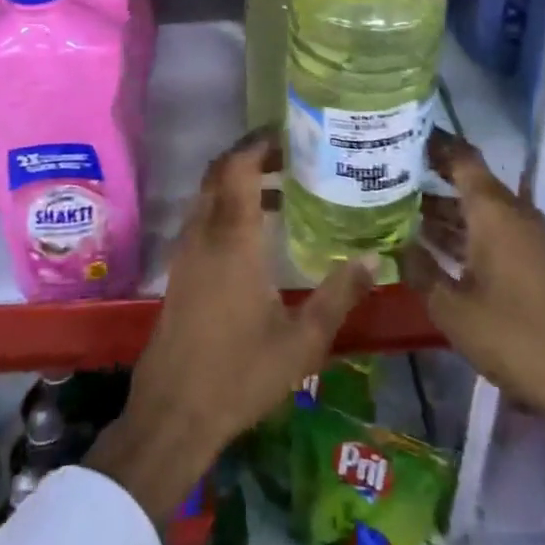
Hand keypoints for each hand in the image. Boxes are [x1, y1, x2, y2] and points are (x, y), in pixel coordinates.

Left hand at [87, 130, 373, 521]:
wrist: (173, 412)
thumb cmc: (240, 374)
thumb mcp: (302, 342)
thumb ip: (338, 296)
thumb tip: (372, 258)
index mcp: (233, 239)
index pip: (239, 167)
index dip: (260, 142)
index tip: (291, 132)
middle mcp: (205, 233)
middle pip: (220, 172)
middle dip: (252, 154)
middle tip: (294, 152)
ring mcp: (187, 250)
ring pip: (209, 194)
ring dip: (240, 180)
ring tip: (286, 185)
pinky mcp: (181, 269)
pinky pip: (203, 216)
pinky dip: (228, 204)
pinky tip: (259, 231)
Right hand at [398, 130, 544, 419]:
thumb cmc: (511, 337)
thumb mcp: (450, 307)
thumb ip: (418, 268)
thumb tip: (393, 242)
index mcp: (494, 211)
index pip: (461, 157)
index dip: (432, 141)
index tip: (400, 132)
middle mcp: (513, 212)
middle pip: (468, 179)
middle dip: (430, 173)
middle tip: (387, 170)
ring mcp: (527, 236)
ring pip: (478, 206)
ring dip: (444, 206)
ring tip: (397, 204)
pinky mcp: (533, 258)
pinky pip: (492, 227)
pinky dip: (463, 228)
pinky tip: (431, 242)